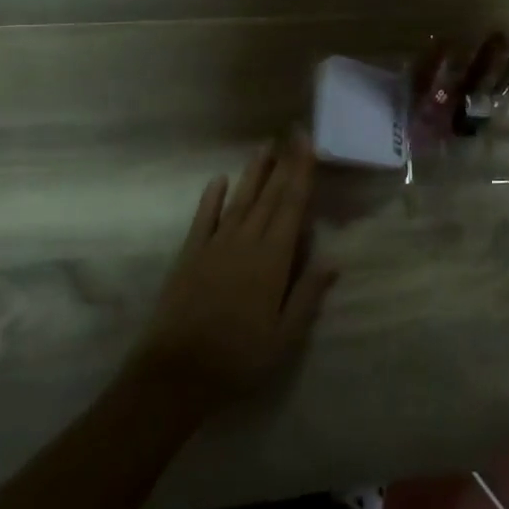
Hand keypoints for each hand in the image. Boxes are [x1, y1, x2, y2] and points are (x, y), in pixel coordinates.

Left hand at [129, 132, 336, 412]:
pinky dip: (211, 198)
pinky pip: (203, 220)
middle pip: (269, 196)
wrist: (175, 375)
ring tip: (265, 146)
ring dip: (253, 173)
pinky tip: (218, 180)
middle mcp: (246, 242)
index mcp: (273, 259)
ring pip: (239, 201)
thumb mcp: (285, 337)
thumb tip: (334, 259)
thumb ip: (308, 294)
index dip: (302, 173)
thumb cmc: (239, 359)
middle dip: (284, 163)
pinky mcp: (189, 256)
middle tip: (293, 133)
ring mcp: (215, 246)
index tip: (308, 144)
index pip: (292, 206)